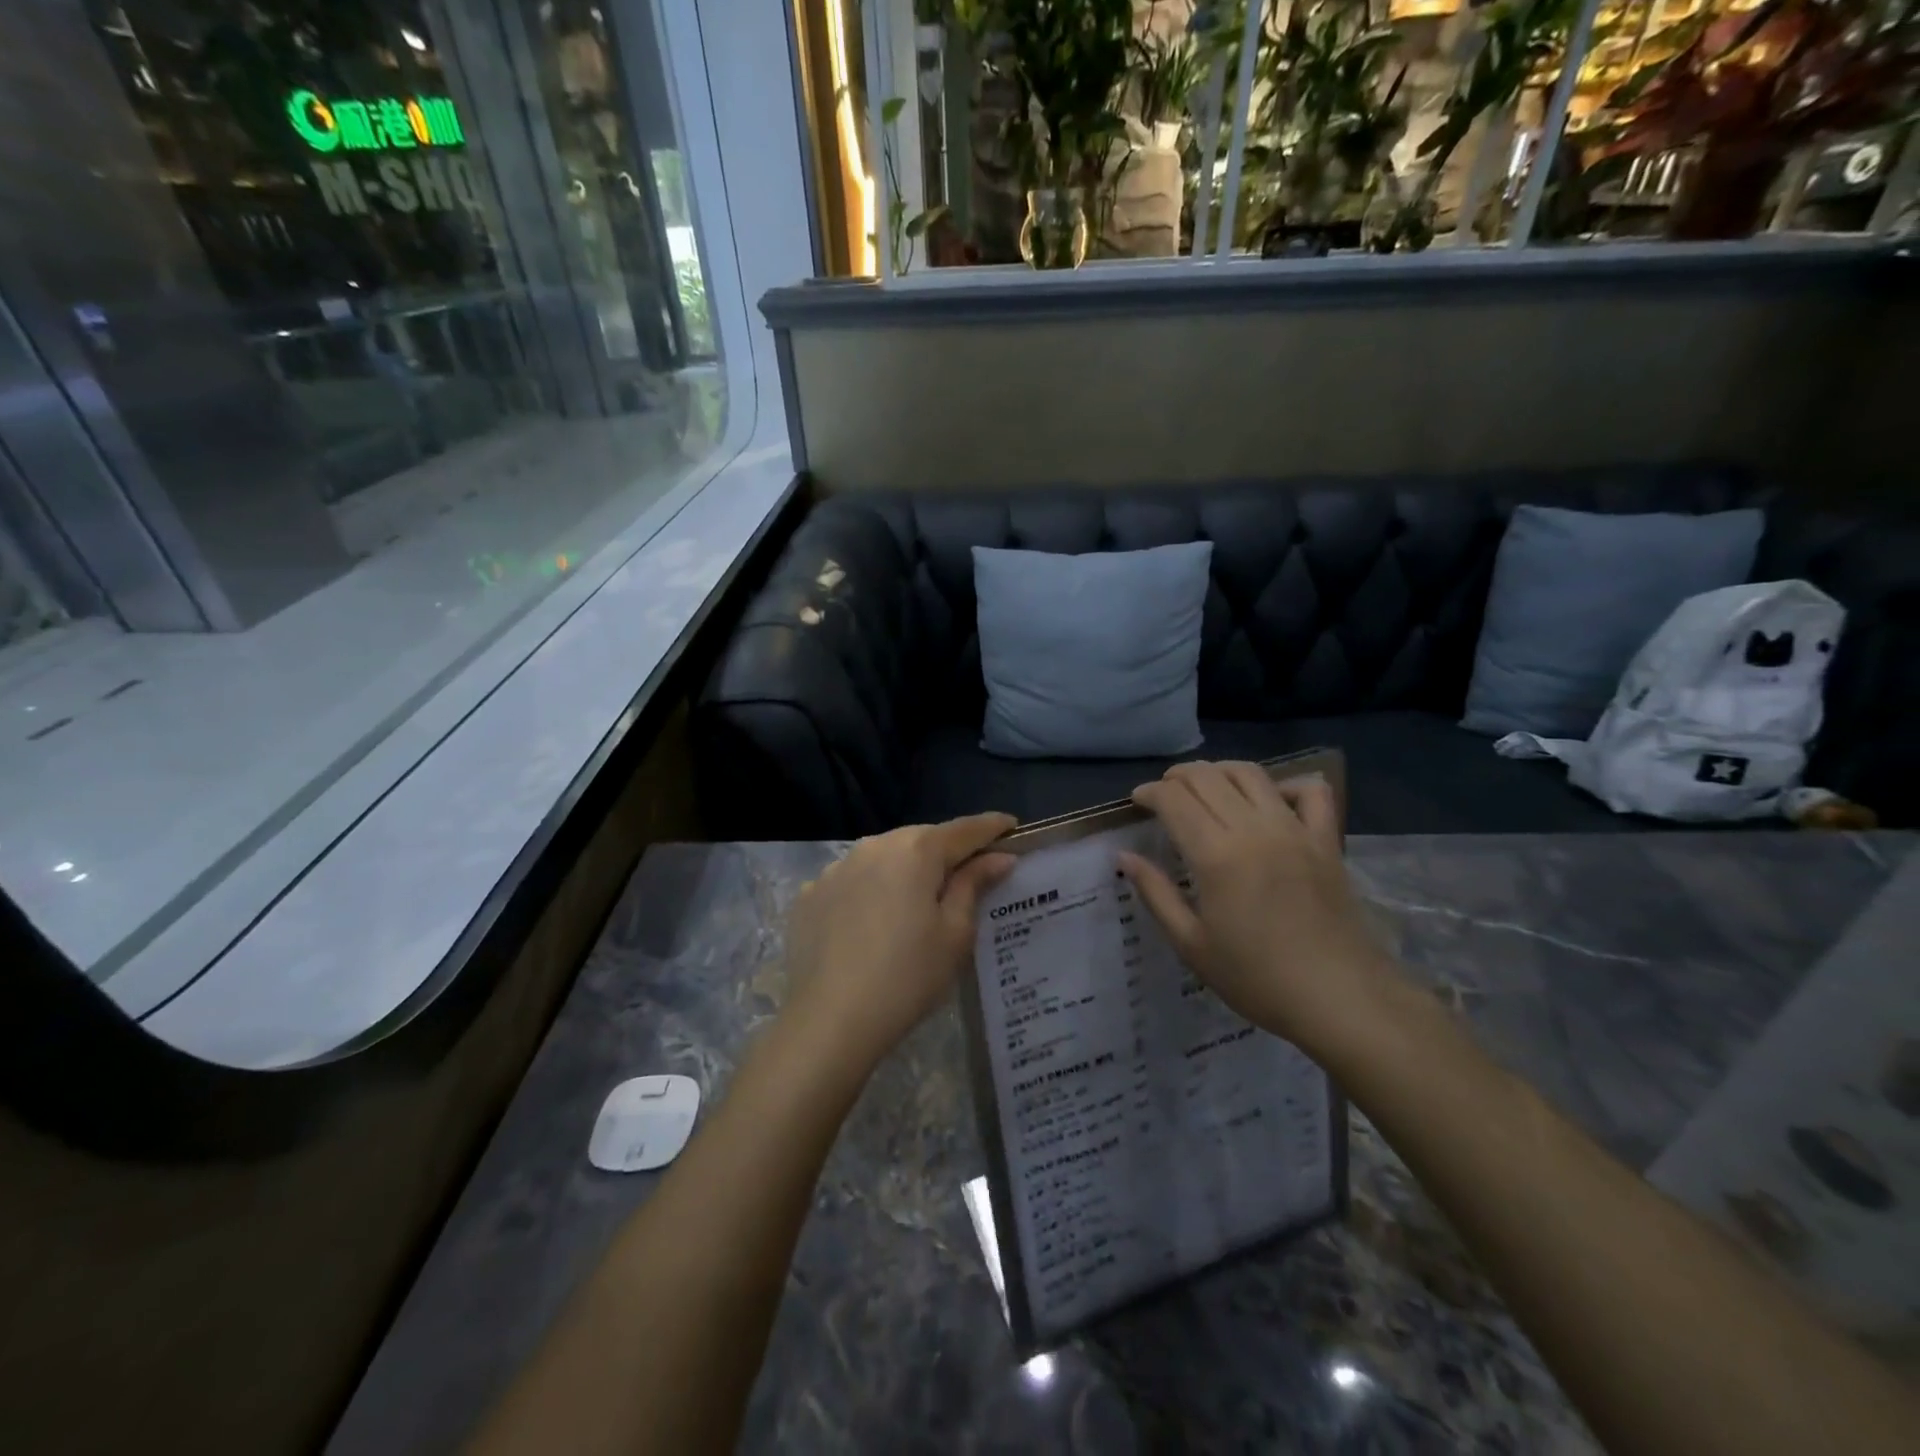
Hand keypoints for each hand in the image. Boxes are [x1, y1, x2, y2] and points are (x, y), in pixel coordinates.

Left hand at [781, 813, 1015, 1072]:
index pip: (964, 830)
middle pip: (921, 839)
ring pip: (883, 857)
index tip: (1012, 828)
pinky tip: (872, 922)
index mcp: (916, 850)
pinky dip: (869, 889)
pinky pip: (851, 880)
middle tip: (969, 872)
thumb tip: (998, 857)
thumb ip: (974, 885)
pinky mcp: (809, 894)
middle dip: (946, 851)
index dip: (992, 828)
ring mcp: (835, 868)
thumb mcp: (954, 934)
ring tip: (917, 900)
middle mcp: (874, 846)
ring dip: (905, 869)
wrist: (829, 1021)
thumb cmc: (907, 977)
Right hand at [1118, 762, 1394, 1059]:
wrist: (1340, 999)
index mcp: (1215, 855)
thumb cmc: (1257, 978)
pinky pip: (1310, 792)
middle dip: (1177, 777)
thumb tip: (1125, 856)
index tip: (1137, 802)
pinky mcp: (1326, 840)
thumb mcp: (1191, 944)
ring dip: (1220, 771)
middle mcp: (1253, 829)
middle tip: (1164, 793)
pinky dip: (1286, 785)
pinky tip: (1271, 801)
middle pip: (1208, 777)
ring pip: (1251, 774)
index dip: (1150, 792)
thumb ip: (1156, 894)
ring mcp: (1294, 830)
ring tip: (1205, 786)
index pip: (1174, 799)